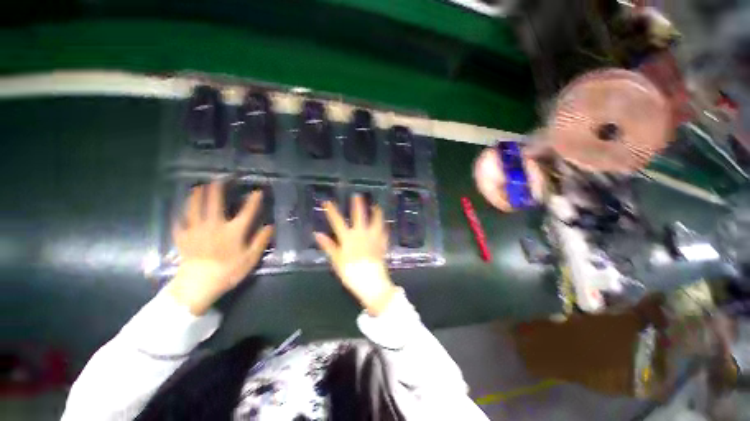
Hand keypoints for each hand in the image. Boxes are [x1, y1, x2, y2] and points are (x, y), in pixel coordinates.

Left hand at [167, 181, 273, 314]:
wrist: (198, 285)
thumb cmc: (228, 272)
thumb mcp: (251, 258)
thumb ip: (261, 241)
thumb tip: (270, 226)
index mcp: (233, 231)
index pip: (247, 211)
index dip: (254, 200)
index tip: (257, 191)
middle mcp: (214, 225)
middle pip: (215, 202)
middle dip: (218, 188)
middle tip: (220, 178)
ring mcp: (196, 230)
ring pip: (195, 207)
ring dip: (197, 195)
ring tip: (199, 186)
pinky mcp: (183, 237)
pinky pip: (180, 222)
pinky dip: (181, 215)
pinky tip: (182, 212)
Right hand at [314, 195, 396, 315]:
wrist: (371, 282)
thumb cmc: (351, 272)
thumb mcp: (336, 260)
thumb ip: (328, 246)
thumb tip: (317, 234)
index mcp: (348, 238)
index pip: (338, 222)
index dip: (332, 211)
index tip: (327, 202)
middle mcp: (362, 235)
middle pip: (360, 217)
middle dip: (358, 205)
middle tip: (358, 195)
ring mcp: (373, 238)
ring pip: (376, 222)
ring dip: (376, 213)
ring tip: (377, 206)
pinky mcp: (382, 244)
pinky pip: (384, 233)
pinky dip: (384, 228)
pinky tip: (385, 224)